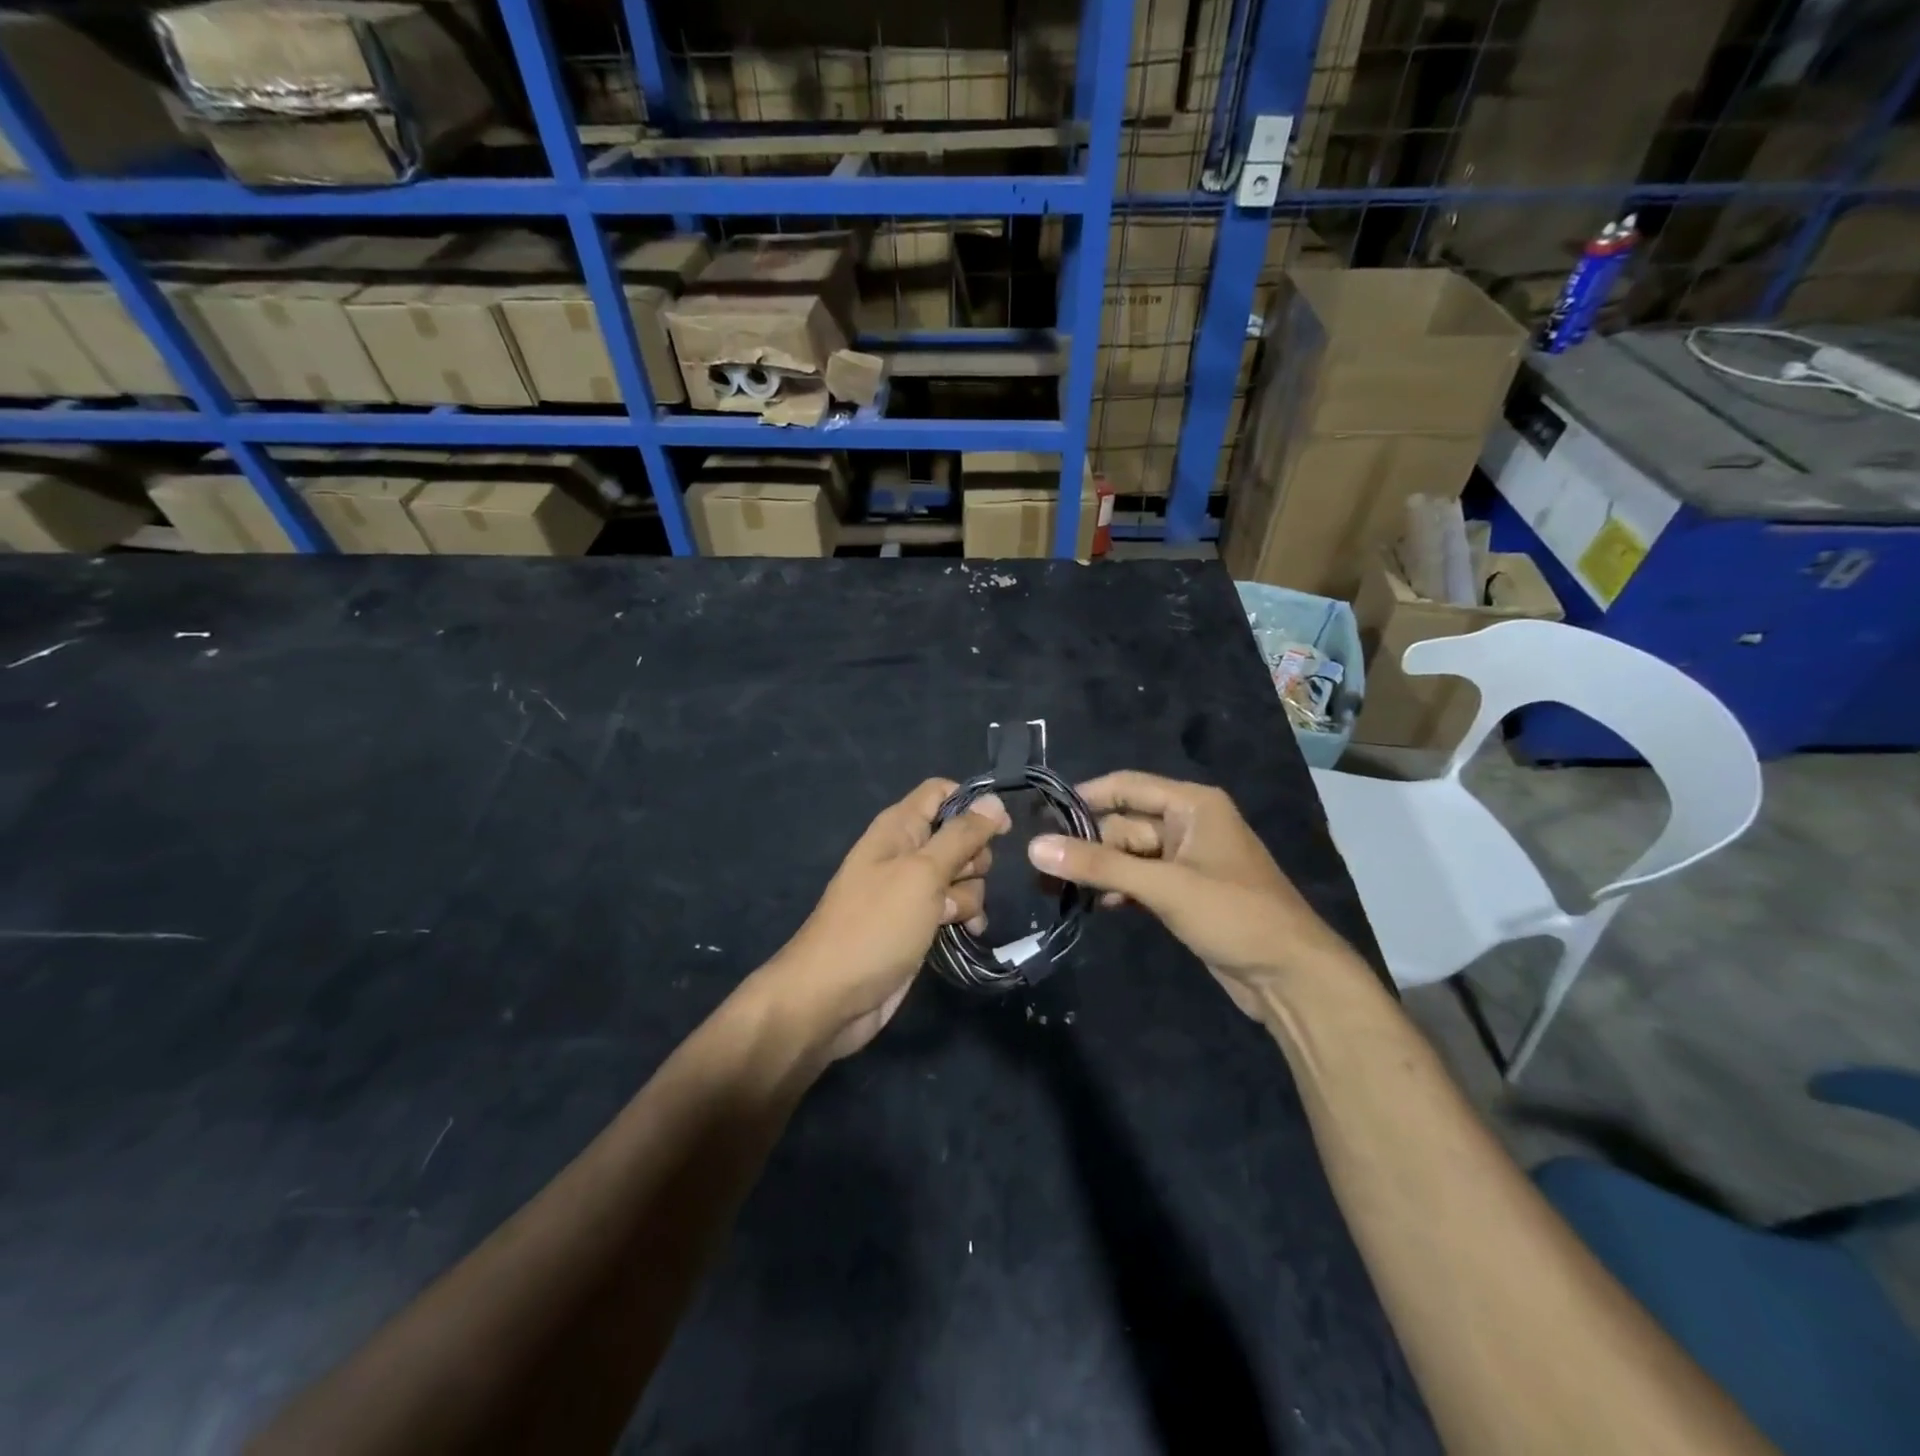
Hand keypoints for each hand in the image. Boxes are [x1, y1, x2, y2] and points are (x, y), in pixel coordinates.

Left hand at [769, 779, 1009, 1059]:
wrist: (831, 998)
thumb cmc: (875, 926)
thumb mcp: (922, 873)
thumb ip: (961, 836)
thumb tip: (995, 801)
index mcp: (898, 827)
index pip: (941, 792)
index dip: (973, 804)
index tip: (1002, 828)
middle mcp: (905, 852)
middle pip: (959, 836)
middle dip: (974, 858)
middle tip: (957, 880)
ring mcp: (911, 890)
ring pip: (962, 875)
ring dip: (969, 894)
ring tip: (950, 917)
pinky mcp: (918, 923)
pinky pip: (954, 907)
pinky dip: (965, 917)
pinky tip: (968, 932)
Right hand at [1026, 771, 1356, 1018]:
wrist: (1291, 977)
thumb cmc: (1233, 915)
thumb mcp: (1163, 886)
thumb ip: (1099, 865)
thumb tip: (1035, 846)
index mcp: (1192, 805)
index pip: (1125, 786)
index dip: (1083, 798)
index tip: (1041, 818)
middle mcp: (1188, 824)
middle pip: (1124, 824)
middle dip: (1087, 845)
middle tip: (1042, 869)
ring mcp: (1187, 861)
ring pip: (1129, 855)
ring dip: (1099, 870)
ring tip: (1053, 889)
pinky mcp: (1184, 893)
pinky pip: (1140, 880)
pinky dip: (1117, 889)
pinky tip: (1092, 906)